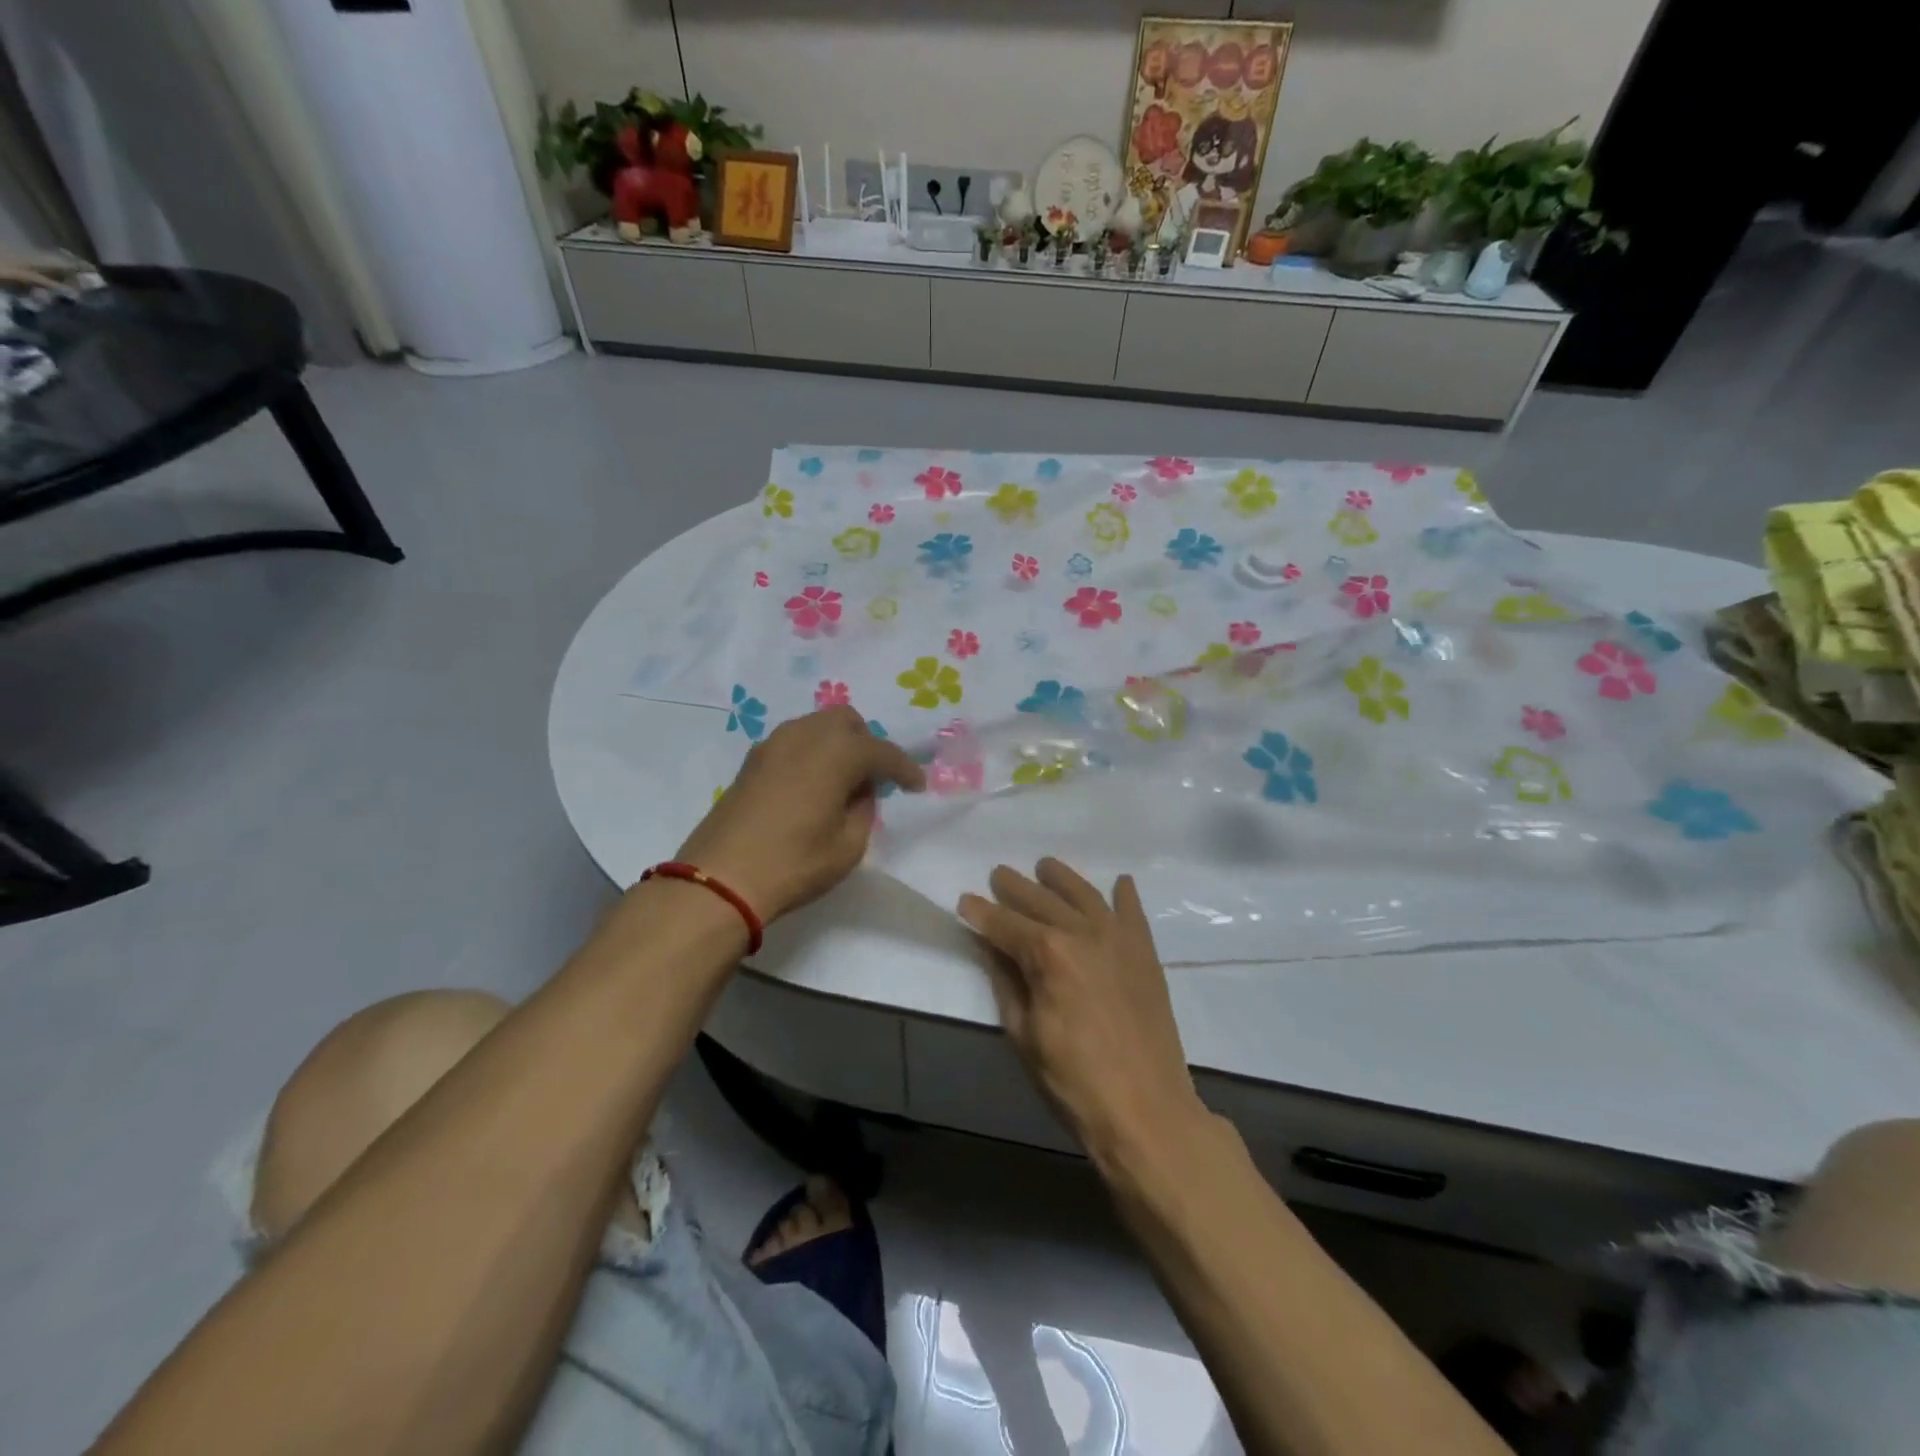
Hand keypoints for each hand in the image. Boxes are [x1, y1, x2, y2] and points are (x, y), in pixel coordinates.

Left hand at [675, 706, 923, 922]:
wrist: (720, 878)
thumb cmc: (794, 863)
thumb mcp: (849, 845)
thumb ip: (863, 809)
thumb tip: (859, 791)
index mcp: (837, 752)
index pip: (882, 752)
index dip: (905, 769)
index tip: (917, 786)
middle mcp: (806, 735)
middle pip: (847, 722)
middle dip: (868, 744)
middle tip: (875, 779)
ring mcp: (774, 743)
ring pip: (817, 726)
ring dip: (838, 745)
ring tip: (843, 781)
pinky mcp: (752, 760)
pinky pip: (795, 741)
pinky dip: (812, 753)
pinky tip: (813, 784)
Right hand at [959, 858, 1206, 1167]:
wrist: (1147, 1110)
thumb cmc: (1073, 1080)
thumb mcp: (1024, 1034)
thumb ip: (1006, 982)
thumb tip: (991, 947)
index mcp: (1048, 954)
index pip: (1005, 924)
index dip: (981, 913)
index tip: (964, 901)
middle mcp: (1083, 933)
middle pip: (1042, 901)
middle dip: (1015, 887)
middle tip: (998, 874)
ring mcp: (1119, 940)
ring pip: (1085, 895)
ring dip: (1062, 878)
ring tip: (1045, 866)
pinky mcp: (1145, 954)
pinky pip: (1133, 913)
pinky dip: (1125, 895)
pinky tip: (1120, 882)